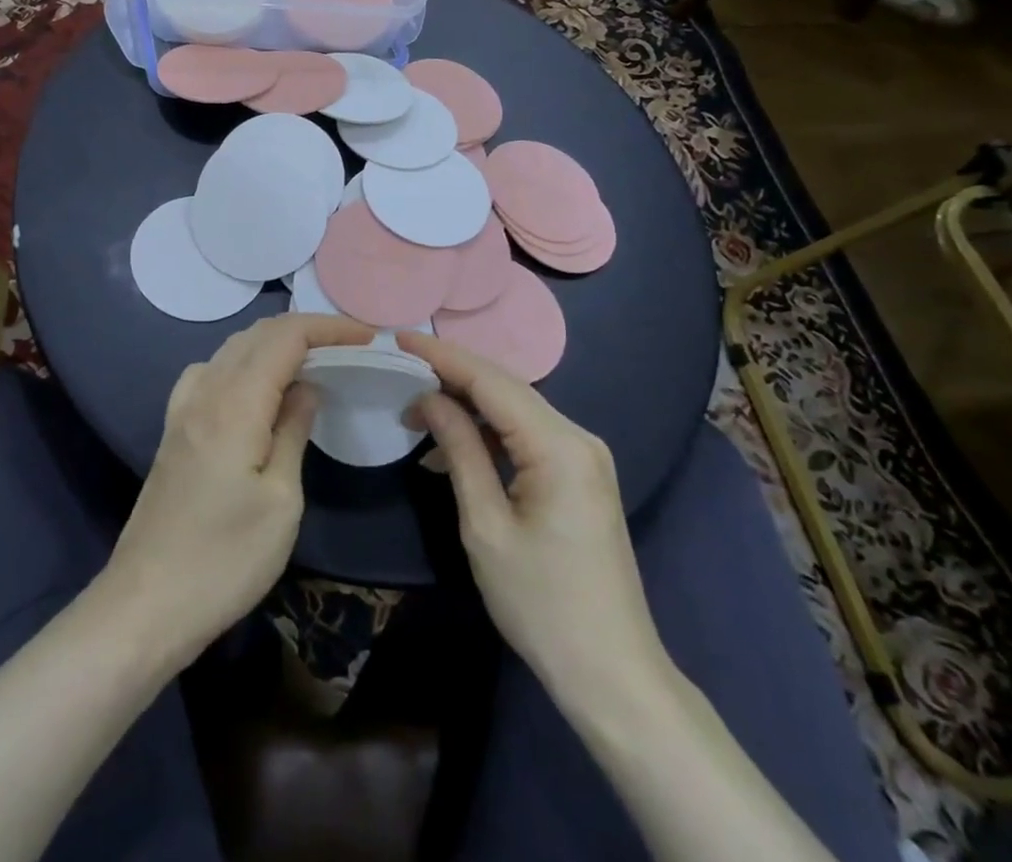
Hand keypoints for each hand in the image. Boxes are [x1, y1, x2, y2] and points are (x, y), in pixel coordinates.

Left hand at [101, 314, 371, 666]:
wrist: (146, 605)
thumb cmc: (224, 560)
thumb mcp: (281, 502)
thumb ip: (293, 431)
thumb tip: (307, 387)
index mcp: (235, 404)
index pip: (285, 337)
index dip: (328, 327)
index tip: (366, 336)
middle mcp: (205, 392)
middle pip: (258, 334)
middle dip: (306, 329)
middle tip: (348, 347)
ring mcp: (183, 408)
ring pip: (232, 348)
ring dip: (274, 342)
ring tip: (312, 362)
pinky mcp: (173, 429)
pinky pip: (211, 371)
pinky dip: (243, 361)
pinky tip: (255, 388)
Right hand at [397, 331, 671, 700]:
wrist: (613, 674)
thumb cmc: (542, 604)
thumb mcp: (486, 526)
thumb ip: (459, 450)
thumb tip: (429, 397)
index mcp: (560, 446)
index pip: (491, 381)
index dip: (442, 356)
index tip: (399, 338)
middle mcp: (578, 437)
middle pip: (506, 387)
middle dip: (451, 375)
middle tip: (400, 369)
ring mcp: (584, 455)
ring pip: (515, 408)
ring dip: (468, 404)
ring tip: (416, 407)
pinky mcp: (580, 474)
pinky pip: (527, 434)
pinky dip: (489, 432)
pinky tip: (454, 444)